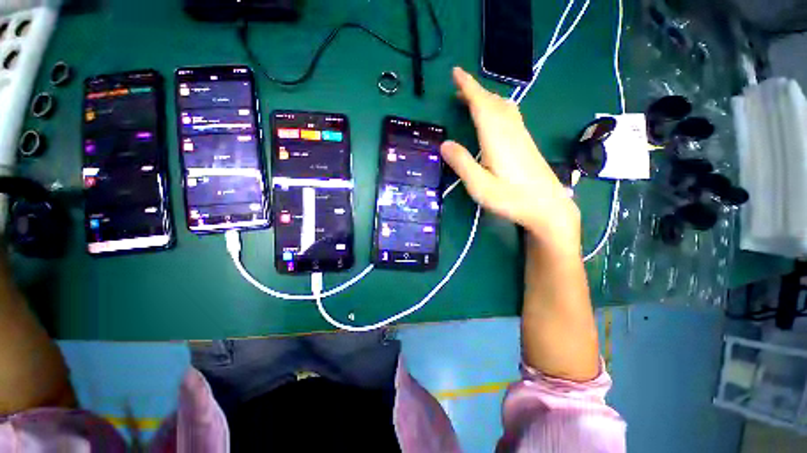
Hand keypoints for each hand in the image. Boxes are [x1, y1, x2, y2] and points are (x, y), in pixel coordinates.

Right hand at [441, 67, 580, 250]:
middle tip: (458, 89)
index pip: (481, 104)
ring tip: (471, 100)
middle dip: (475, 91)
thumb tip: (444, 143)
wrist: (548, 207)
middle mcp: (510, 130)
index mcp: (496, 138)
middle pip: (493, 102)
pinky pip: (510, 115)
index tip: (456, 72)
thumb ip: (462, 163)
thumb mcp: (480, 186)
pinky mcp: (526, 143)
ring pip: (504, 107)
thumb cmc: (511, 199)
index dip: (468, 86)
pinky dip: (496, 108)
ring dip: (486, 98)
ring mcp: (521, 136)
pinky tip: (492, 118)